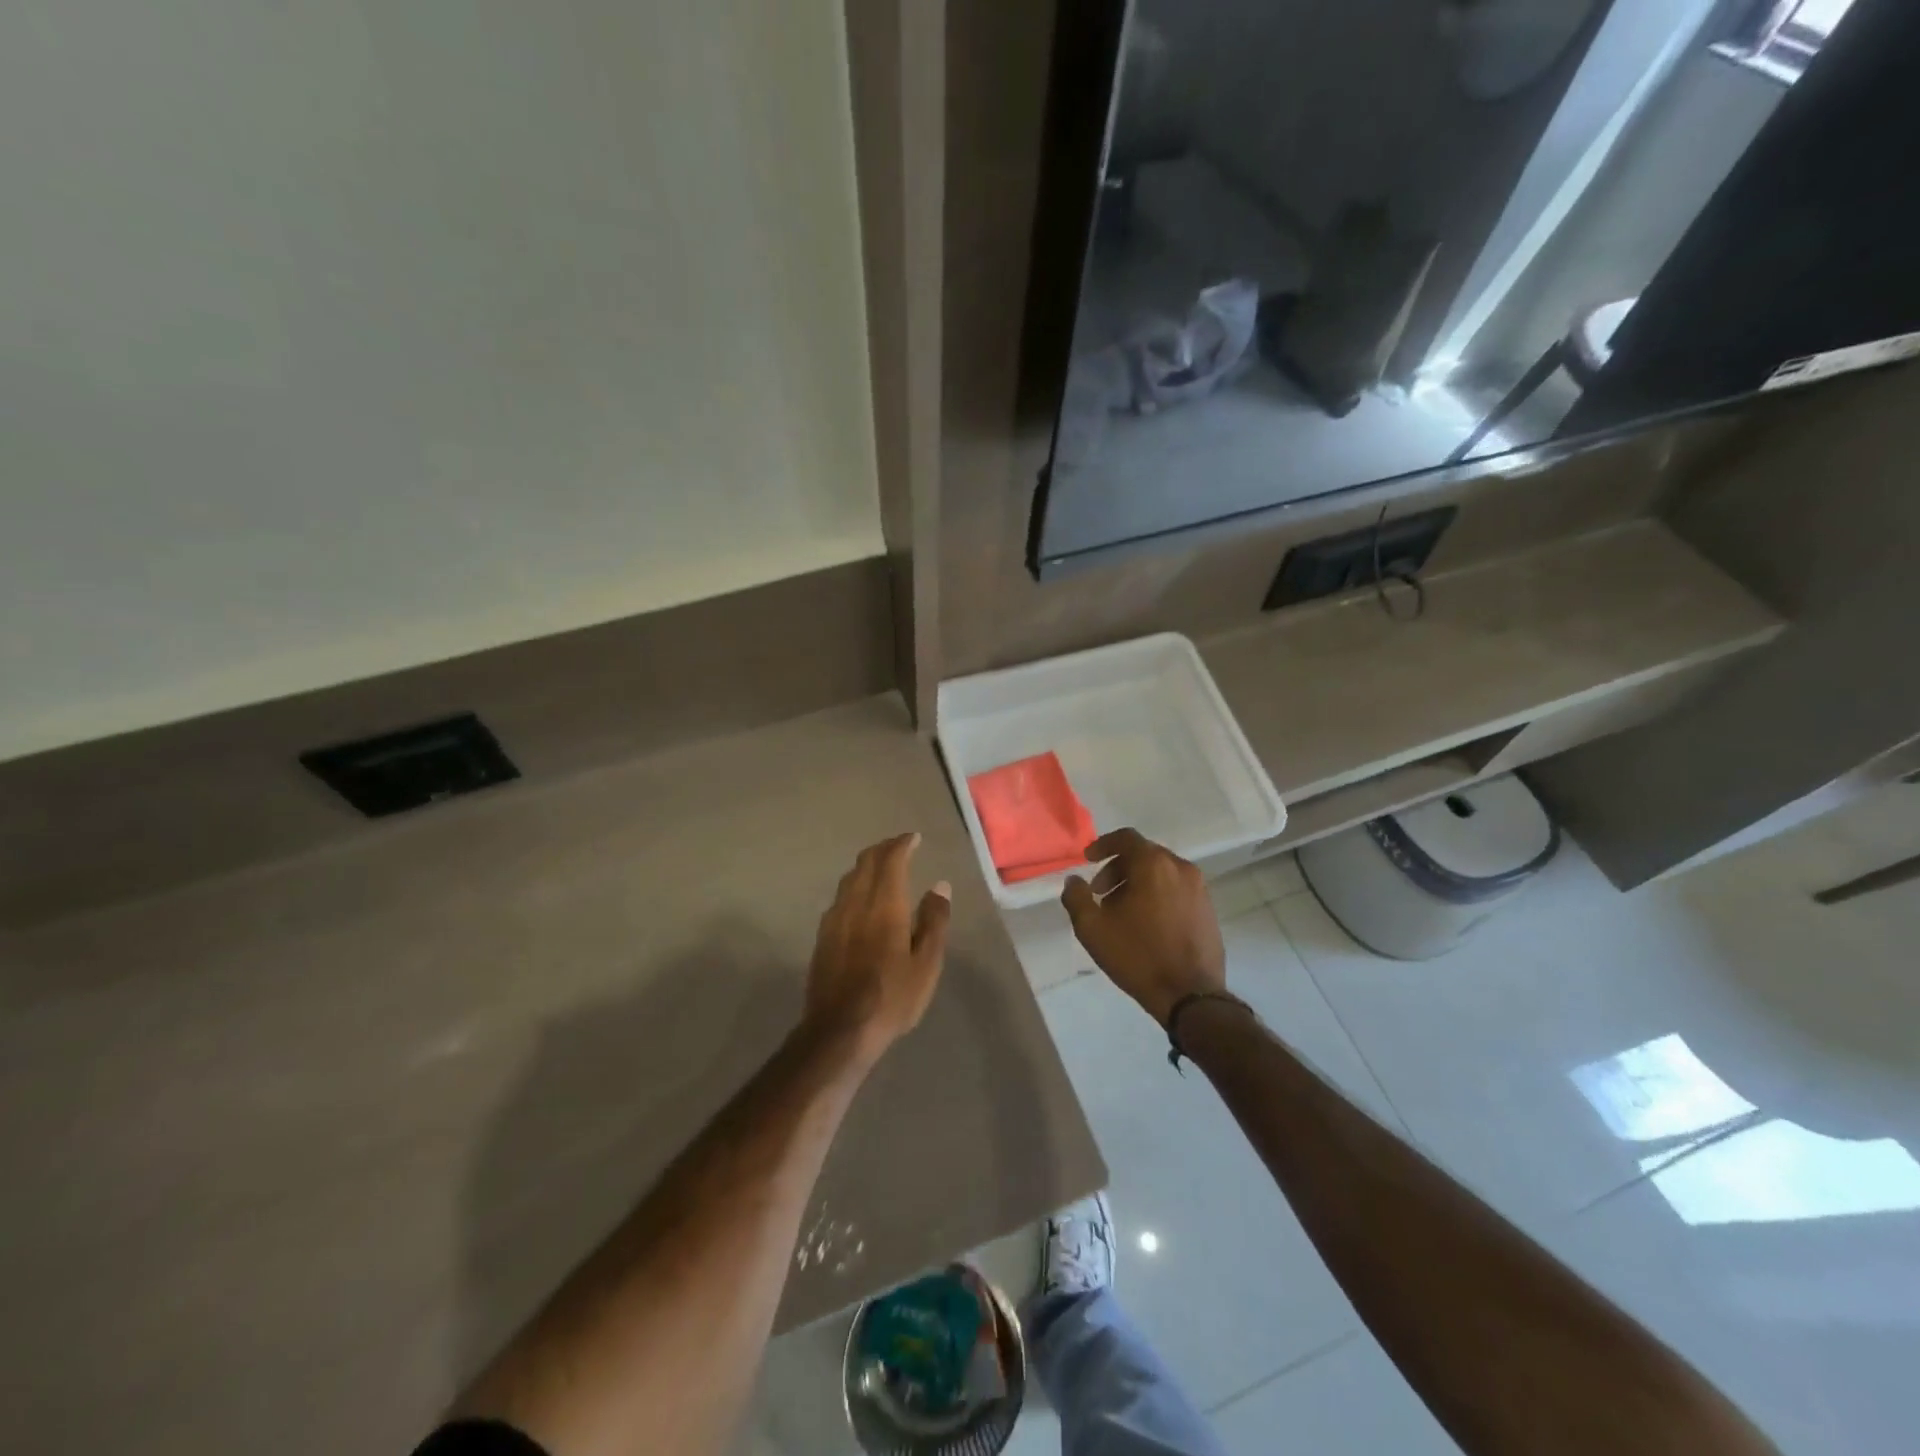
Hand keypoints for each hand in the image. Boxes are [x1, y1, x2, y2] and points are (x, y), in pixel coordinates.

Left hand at [806, 832, 951, 1062]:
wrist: (839, 1030)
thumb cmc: (891, 998)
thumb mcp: (926, 963)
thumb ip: (934, 921)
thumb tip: (939, 886)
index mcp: (884, 905)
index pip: (891, 860)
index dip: (902, 844)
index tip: (914, 838)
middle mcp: (855, 902)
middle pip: (866, 862)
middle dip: (884, 849)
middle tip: (900, 847)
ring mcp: (834, 918)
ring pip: (850, 878)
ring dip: (867, 866)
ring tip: (882, 868)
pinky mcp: (823, 936)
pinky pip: (841, 896)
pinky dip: (856, 885)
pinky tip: (862, 900)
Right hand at [1062, 828, 1225, 1025]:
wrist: (1190, 995)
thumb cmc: (1137, 956)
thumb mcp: (1092, 928)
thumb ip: (1076, 897)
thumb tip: (1073, 880)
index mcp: (1153, 864)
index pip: (1126, 838)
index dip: (1102, 845)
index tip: (1088, 861)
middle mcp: (1180, 867)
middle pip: (1144, 855)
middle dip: (1118, 869)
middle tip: (1100, 893)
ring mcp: (1199, 888)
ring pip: (1161, 872)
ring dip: (1138, 883)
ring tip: (1122, 912)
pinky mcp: (1209, 909)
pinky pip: (1177, 889)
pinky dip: (1158, 895)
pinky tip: (1147, 923)